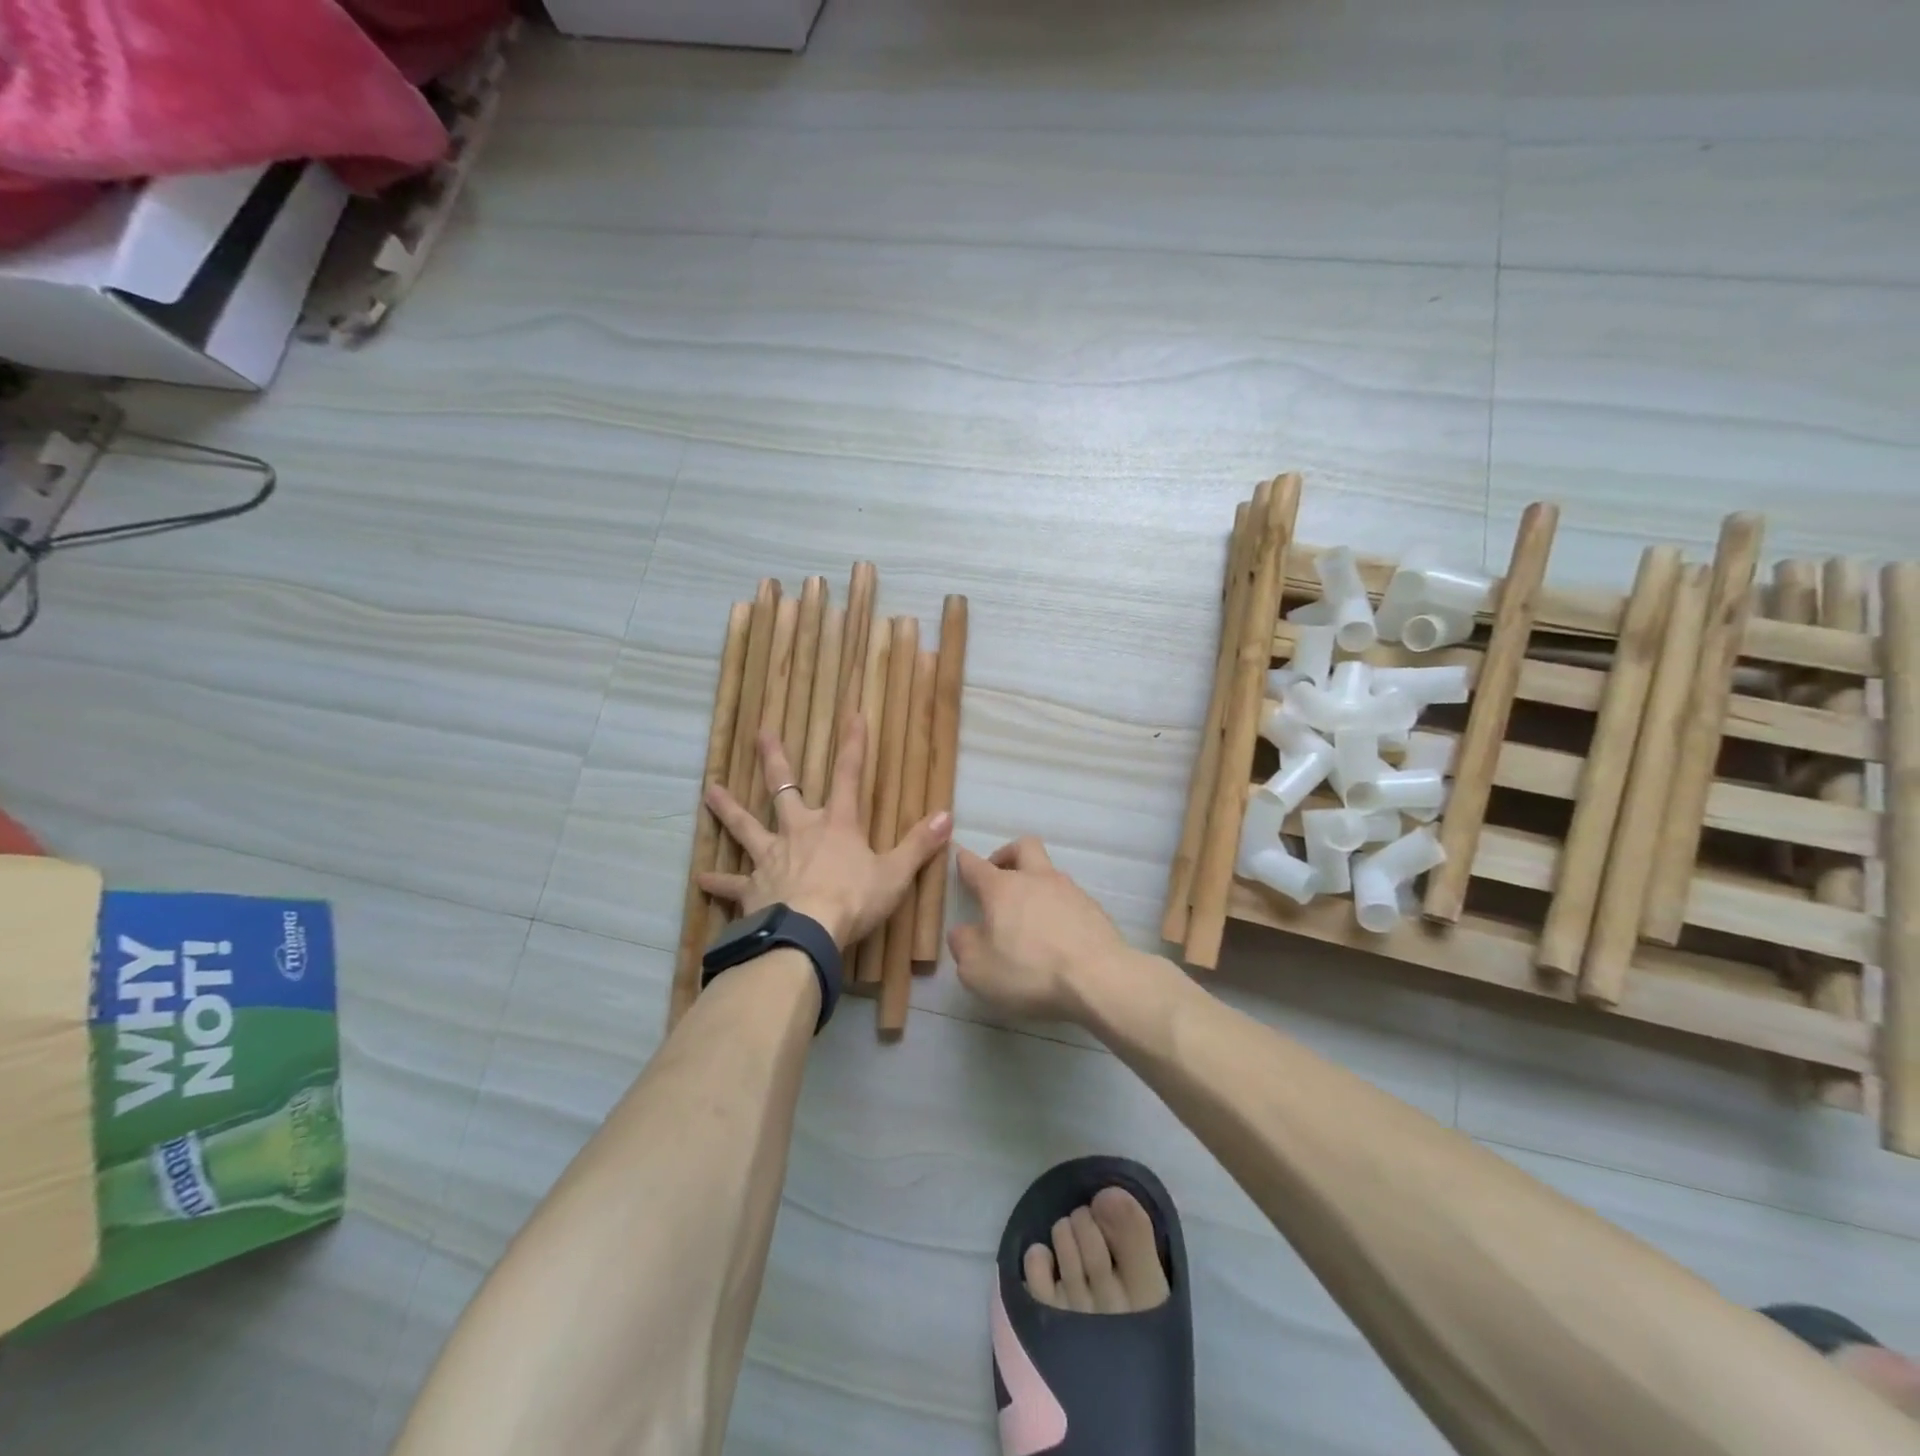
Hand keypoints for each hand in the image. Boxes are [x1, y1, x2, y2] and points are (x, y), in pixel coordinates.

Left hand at [698, 719, 951, 948]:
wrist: (806, 933)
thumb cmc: (853, 900)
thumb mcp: (895, 874)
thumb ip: (918, 844)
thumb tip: (946, 815)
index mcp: (837, 825)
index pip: (848, 775)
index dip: (853, 744)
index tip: (853, 714)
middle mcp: (799, 831)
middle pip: (784, 788)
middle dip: (775, 759)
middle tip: (762, 732)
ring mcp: (771, 857)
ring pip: (745, 825)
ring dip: (728, 808)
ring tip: (710, 790)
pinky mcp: (752, 887)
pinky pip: (732, 883)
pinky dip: (718, 882)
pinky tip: (701, 878)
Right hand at [948, 837, 1131, 1021]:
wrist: (1099, 978)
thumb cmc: (1029, 970)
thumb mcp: (977, 969)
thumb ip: (963, 946)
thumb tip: (963, 932)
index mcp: (1002, 888)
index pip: (976, 865)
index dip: (964, 861)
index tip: (960, 859)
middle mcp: (1036, 879)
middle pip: (1023, 846)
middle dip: (1008, 854)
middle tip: (999, 876)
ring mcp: (1070, 891)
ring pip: (1049, 873)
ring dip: (1036, 886)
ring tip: (1029, 919)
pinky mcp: (1094, 909)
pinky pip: (1070, 899)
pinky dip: (1059, 909)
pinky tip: (1057, 936)